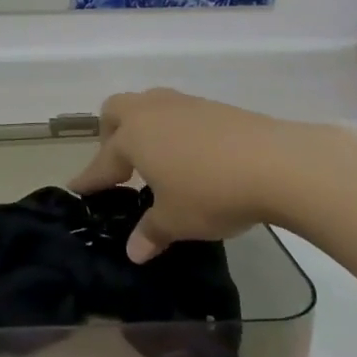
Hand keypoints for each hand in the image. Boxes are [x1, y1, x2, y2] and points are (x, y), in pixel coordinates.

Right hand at [69, 89, 334, 260]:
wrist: (279, 163)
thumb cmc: (212, 192)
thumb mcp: (177, 220)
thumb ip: (151, 232)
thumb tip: (134, 251)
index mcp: (132, 137)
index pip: (102, 161)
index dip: (90, 179)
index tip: (77, 189)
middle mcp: (151, 113)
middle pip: (116, 111)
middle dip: (111, 135)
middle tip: (122, 165)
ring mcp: (185, 105)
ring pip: (150, 105)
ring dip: (145, 128)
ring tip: (159, 159)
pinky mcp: (216, 107)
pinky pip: (181, 113)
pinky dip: (176, 131)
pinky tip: (194, 156)